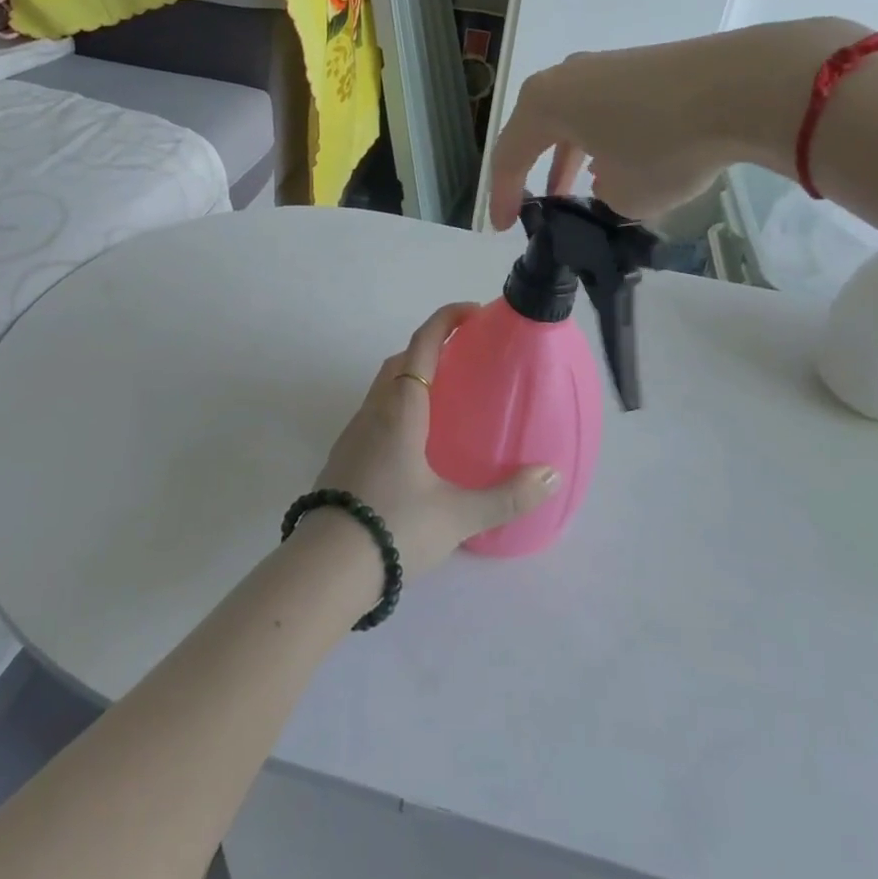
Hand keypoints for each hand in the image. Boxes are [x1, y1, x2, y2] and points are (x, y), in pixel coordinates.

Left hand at [314, 303, 560, 576]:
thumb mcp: (457, 516)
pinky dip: (397, 406)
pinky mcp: (343, 457)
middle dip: (430, 346)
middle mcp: (374, 411)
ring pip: (383, 387)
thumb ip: (506, 496)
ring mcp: (353, 433)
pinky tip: (416, 442)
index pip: (422, 345)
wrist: (326, 567)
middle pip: (400, 360)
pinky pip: (374, 413)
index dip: (446, 320)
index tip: (472, 311)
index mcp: (401, 409)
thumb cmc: (394, 528)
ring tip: (445, 399)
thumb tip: (551, 475)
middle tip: (465, 357)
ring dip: (410, 377)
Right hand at [487, 17, 866, 227]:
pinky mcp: (643, 65)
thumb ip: (603, 197)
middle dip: (539, 172)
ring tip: (584, 189)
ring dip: (574, 155)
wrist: (741, 87)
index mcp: (543, 104)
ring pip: (576, 118)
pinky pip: (608, 109)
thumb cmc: (663, 145)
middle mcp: (566, 77)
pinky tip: (627, 160)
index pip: (509, 156)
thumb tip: (612, 182)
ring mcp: (606, 66)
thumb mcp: (624, 195)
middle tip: (542, 207)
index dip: (503, 196)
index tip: (503, 227)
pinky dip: (607, 138)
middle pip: (539, 130)